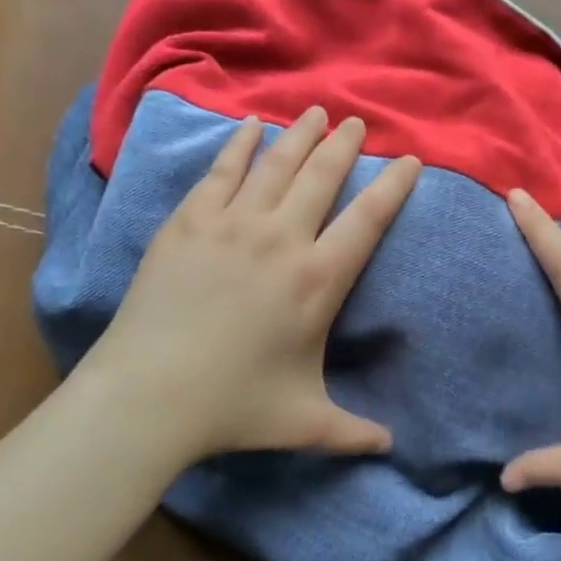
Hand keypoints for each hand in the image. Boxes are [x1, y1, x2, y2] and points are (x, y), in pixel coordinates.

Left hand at [82, 106, 419, 463]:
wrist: (150, 395)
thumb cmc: (234, 407)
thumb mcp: (305, 423)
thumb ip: (353, 432)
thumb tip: (390, 448)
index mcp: (319, 281)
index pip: (368, 219)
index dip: (394, 186)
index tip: (410, 161)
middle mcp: (282, 240)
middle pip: (323, 177)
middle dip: (346, 146)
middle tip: (359, 121)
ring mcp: (232, 225)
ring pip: (276, 165)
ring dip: (301, 135)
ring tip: (317, 112)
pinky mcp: (189, 223)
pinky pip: (222, 171)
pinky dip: (239, 144)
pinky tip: (251, 126)